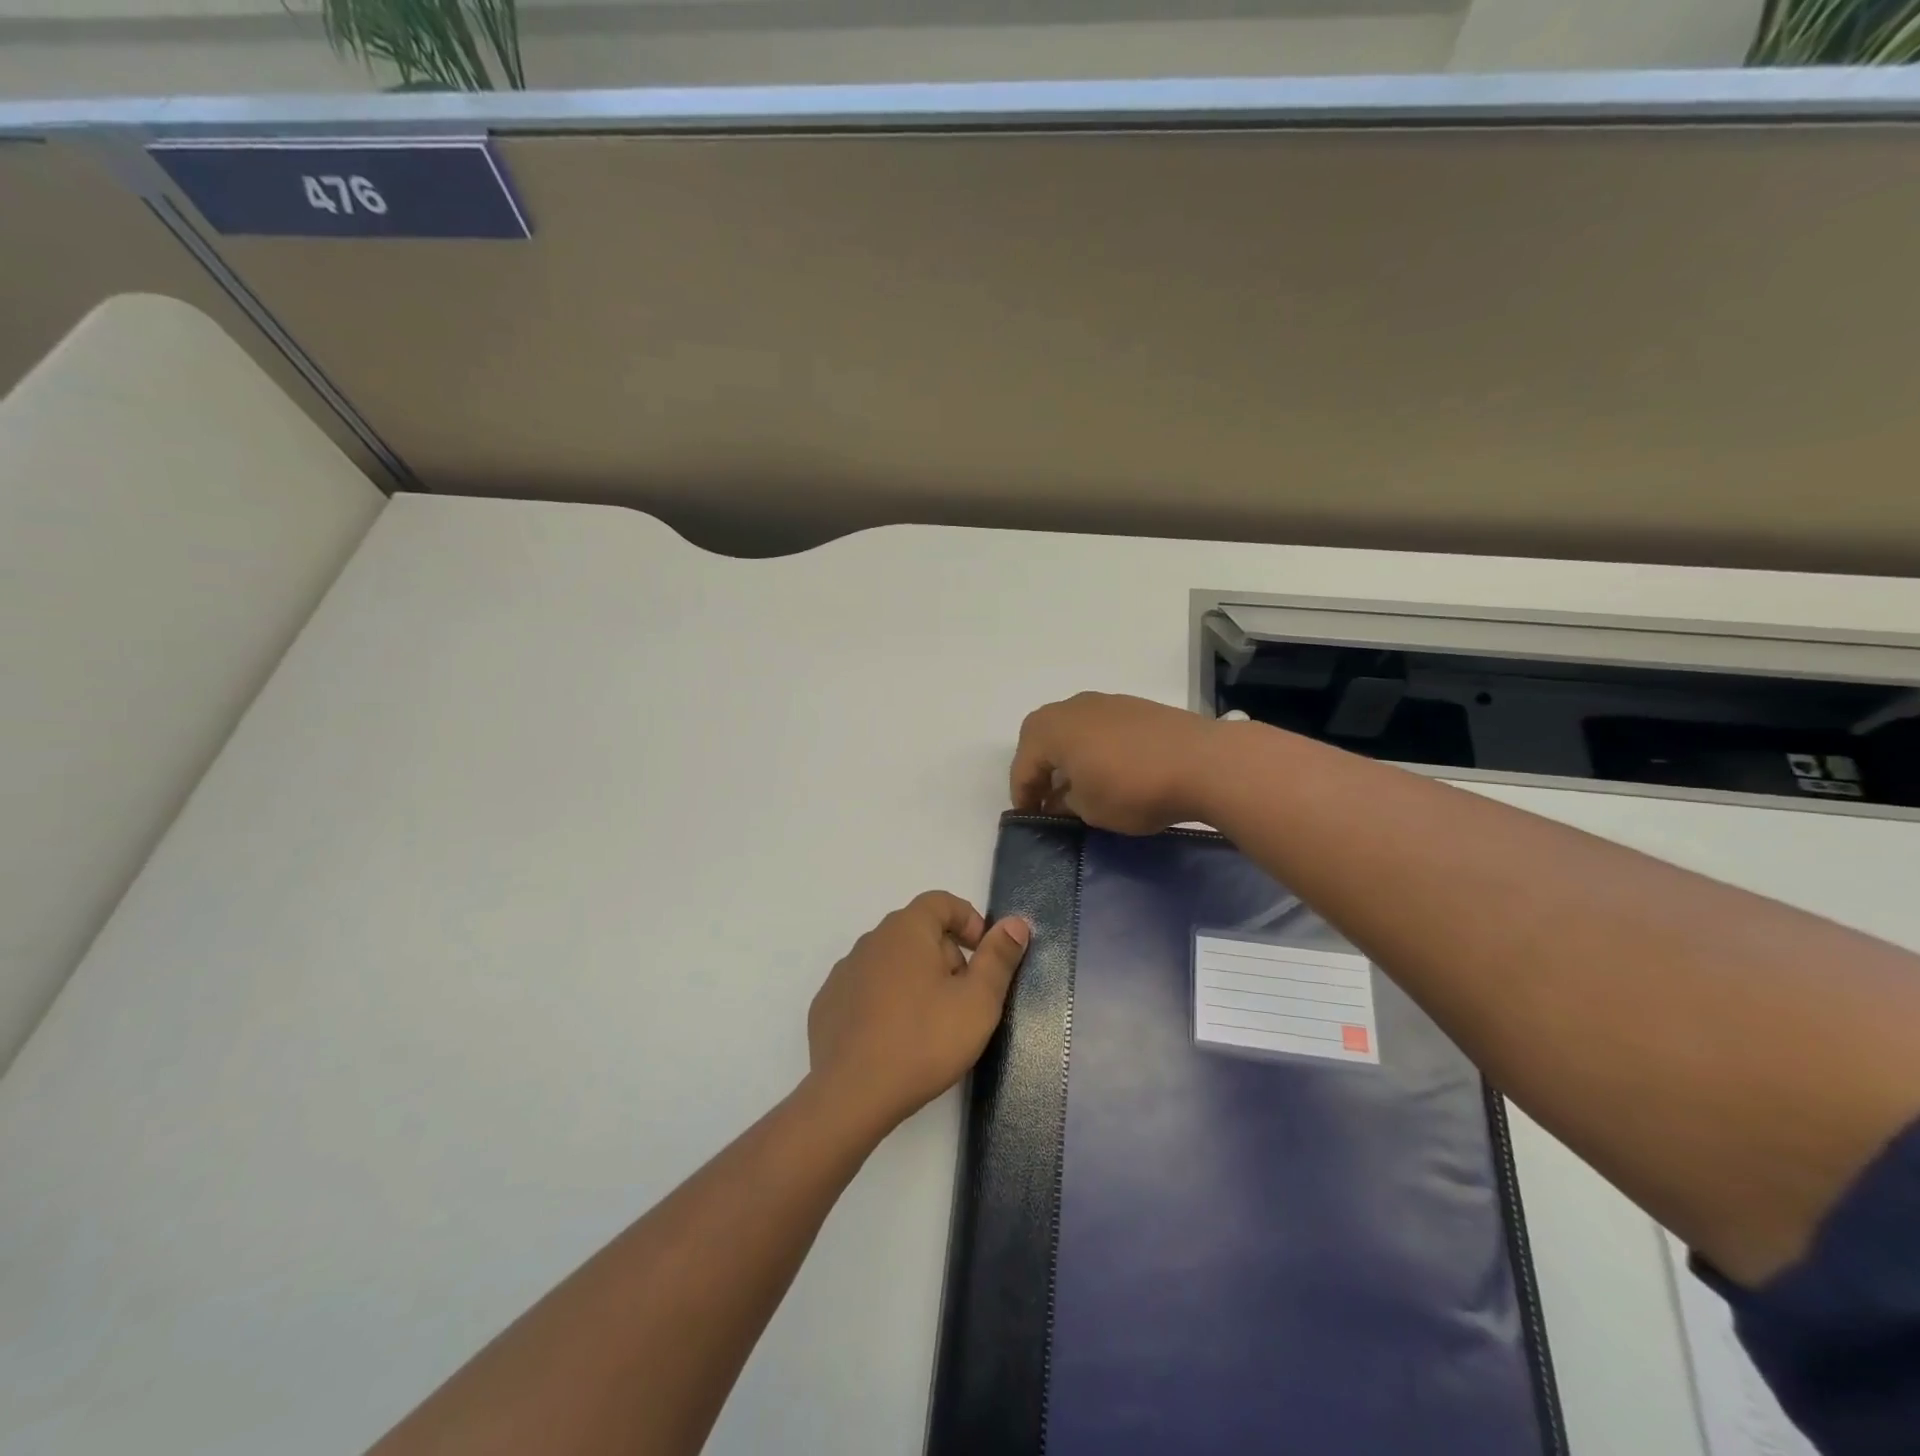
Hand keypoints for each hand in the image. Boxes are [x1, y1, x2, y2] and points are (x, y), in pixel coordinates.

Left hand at [806, 892, 1029, 1134]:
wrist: (850, 1095)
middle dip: (947, 956)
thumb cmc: (923, 1041)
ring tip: (931, 1025)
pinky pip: (866, 990)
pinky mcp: (827, 1005)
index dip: (968, 921)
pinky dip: (886, 1002)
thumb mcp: (978, 1001)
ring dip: (916, 980)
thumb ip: (998, 958)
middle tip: (963, 1000)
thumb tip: (1015, 923)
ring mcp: (844, 973)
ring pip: (892, 962)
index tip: (984, 955)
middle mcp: (871, 941)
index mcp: (906, 930)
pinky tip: (895, 1039)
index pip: (941, 902)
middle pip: (918, 932)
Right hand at [1010, 692, 1224, 833]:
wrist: (1203, 762)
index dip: (1023, 797)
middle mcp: (1072, 707)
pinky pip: (1101, 728)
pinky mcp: (1136, 707)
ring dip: (1069, 757)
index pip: (1023, 766)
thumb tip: (1060, 800)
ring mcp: (1107, 702)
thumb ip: (1065, 804)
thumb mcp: (1089, 809)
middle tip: (1050, 800)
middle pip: (1042, 738)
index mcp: (1050, 729)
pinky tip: (1112, 771)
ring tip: (1082, 787)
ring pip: (1073, 730)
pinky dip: (1095, 749)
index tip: (1032, 820)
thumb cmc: (1132, 788)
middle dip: (1041, 770)